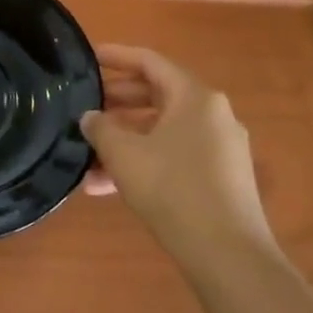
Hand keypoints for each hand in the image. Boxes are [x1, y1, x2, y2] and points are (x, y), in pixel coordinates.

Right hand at [81, 44, 276, 267]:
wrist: (228, 255)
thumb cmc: (173, 189)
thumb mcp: (125, 154)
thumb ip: (101, 128)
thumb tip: (90, 118)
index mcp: (195, 97)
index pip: (150, 62)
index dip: (117, 57)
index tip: (89, 58)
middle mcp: (212, 115)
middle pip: (157, 95)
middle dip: (116, 104)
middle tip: (84, 109)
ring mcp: (219, 148)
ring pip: (162, 131)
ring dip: (124, 141)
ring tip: (87, 159)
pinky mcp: (219, 178)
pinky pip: (173, 157)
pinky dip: (143, 163)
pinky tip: (107, 188)